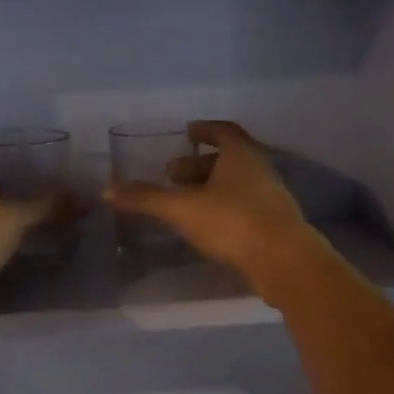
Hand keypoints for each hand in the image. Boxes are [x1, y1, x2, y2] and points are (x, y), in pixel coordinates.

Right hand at [104, 120, 326, 302]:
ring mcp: (272, 198)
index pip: (223, 131)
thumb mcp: (182, 208)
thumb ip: (145, 198)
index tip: (187, 133)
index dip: (204, 130)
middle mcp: (261, 170)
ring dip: (211, 188)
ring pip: (237, 184)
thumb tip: (108, 190)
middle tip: (171, 176)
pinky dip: (223, 208)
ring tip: (184, 203)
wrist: (285, 263)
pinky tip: (206, 226)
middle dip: (198, 165)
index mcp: (242, 154)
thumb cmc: (233, 222)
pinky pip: (244, 207)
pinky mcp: (275, 225)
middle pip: (228, 159)